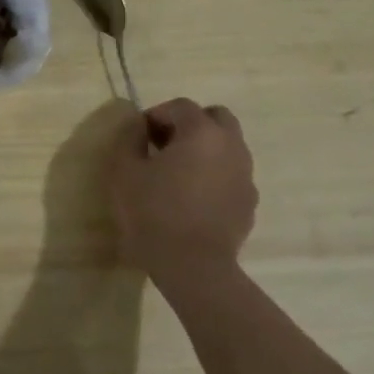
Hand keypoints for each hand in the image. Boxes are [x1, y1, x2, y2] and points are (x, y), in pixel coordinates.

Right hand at [107, 98, 258, 302]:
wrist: (193, 267)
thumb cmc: (153, 212)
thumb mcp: (124, 171)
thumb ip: (129, 137)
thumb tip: (138, 123)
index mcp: (202, 132)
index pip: (181, 106)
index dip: (156, 115)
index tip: (139, 136)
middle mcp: (231, 146)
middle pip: (216, 117)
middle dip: (189, 124)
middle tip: (164, 145)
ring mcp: (246, 175)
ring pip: (228, 146)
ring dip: (204, 149)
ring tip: (177, 174)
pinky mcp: (249, 202)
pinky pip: (232, 174)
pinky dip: (214, 175)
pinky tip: (193, 198)